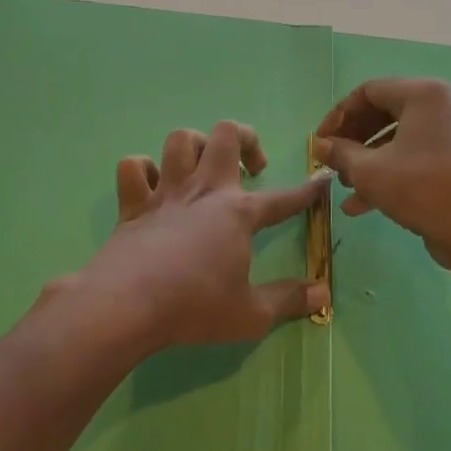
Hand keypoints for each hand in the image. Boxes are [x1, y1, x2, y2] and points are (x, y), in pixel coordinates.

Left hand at [80, 119, 328, 349]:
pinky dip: (143, 170)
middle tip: (251, 167)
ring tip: (203, 167)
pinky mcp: (132, 205)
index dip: (307, 190)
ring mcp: (165, 193)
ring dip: (195, 145)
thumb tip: (323, 292)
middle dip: (246, 138)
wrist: (126, 304)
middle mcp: (204, 191)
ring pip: (180, 140)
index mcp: (238, 213)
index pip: (283, 198)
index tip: (321, 179)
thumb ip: (288, 300)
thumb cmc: (194, 307)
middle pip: (226, 135)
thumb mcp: (251, 315)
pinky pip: (133, 167)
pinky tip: (152, 186)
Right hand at [314, 78, 450, 274]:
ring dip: (368, 160)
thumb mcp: (369, 171)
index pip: (369, 91)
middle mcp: (444, 105)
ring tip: (346, 186)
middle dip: (354, 140)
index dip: (339, 116)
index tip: (320, 141)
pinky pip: (417, 155)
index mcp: (425, 94)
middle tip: (333, 162)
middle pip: (385, 112)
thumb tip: (319, 145)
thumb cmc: (420, 189)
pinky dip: (391, 171)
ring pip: (400, 138)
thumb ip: (340, 152)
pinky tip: (363, 204)